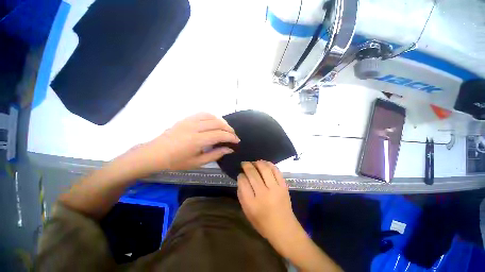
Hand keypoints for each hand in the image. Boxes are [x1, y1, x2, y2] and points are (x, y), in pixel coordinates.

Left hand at [133, 113, 239, 173]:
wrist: (155, 153)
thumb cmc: (176, 161)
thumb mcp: (197, 162)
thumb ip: (215, 154)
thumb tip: (229, 149)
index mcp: (197, 140)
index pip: (220, 134)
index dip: (231, 137)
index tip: (237, 141)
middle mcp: (195, 127)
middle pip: (218, 123)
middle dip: (229, 129)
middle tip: (233, 136)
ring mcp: (190, 120)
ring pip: (212, 116)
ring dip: (222, 122)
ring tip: (226, 129)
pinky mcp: (186, 118)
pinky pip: (203, 113)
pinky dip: (212, 117)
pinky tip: (215, 122)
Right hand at [237, 161, 298, 241]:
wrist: (284, 229)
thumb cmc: (262, 222)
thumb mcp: (247, 212)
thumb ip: (242, 194)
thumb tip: (241, 178)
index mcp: (252, 203)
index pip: (243, 182)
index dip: (240, 175)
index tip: (240, 174)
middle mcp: (264, 194)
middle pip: (253, 173)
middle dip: (247, 165)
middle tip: (244, 163)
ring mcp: (275, 189)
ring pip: (264, 169)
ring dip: (257, 163)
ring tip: (254, 162)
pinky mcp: (284, 186)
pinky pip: (276, 170)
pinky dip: (269, 164)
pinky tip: (265, 163)